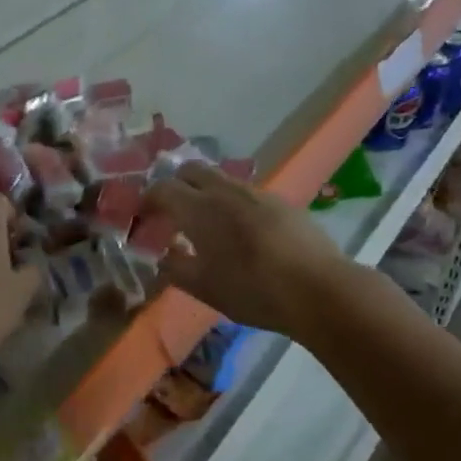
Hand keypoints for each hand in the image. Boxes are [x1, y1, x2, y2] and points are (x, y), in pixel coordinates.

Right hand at [143, 163, 354, 339]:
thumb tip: (163, 255)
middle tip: (171, 213)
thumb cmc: (252, 290)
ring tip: (206, 223)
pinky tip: (241, 232)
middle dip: (175, 185)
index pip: (162, 189)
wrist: (318, 289)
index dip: (147, 200)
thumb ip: (175, 268)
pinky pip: (246, 193)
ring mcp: (256, 193)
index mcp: (199, 208)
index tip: (142, 217)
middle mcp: (225, 191)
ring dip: (205, 193)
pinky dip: (232, 203)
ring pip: (220, 179)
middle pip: (190, 170)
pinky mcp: (282, 202)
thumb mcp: (203, 288)